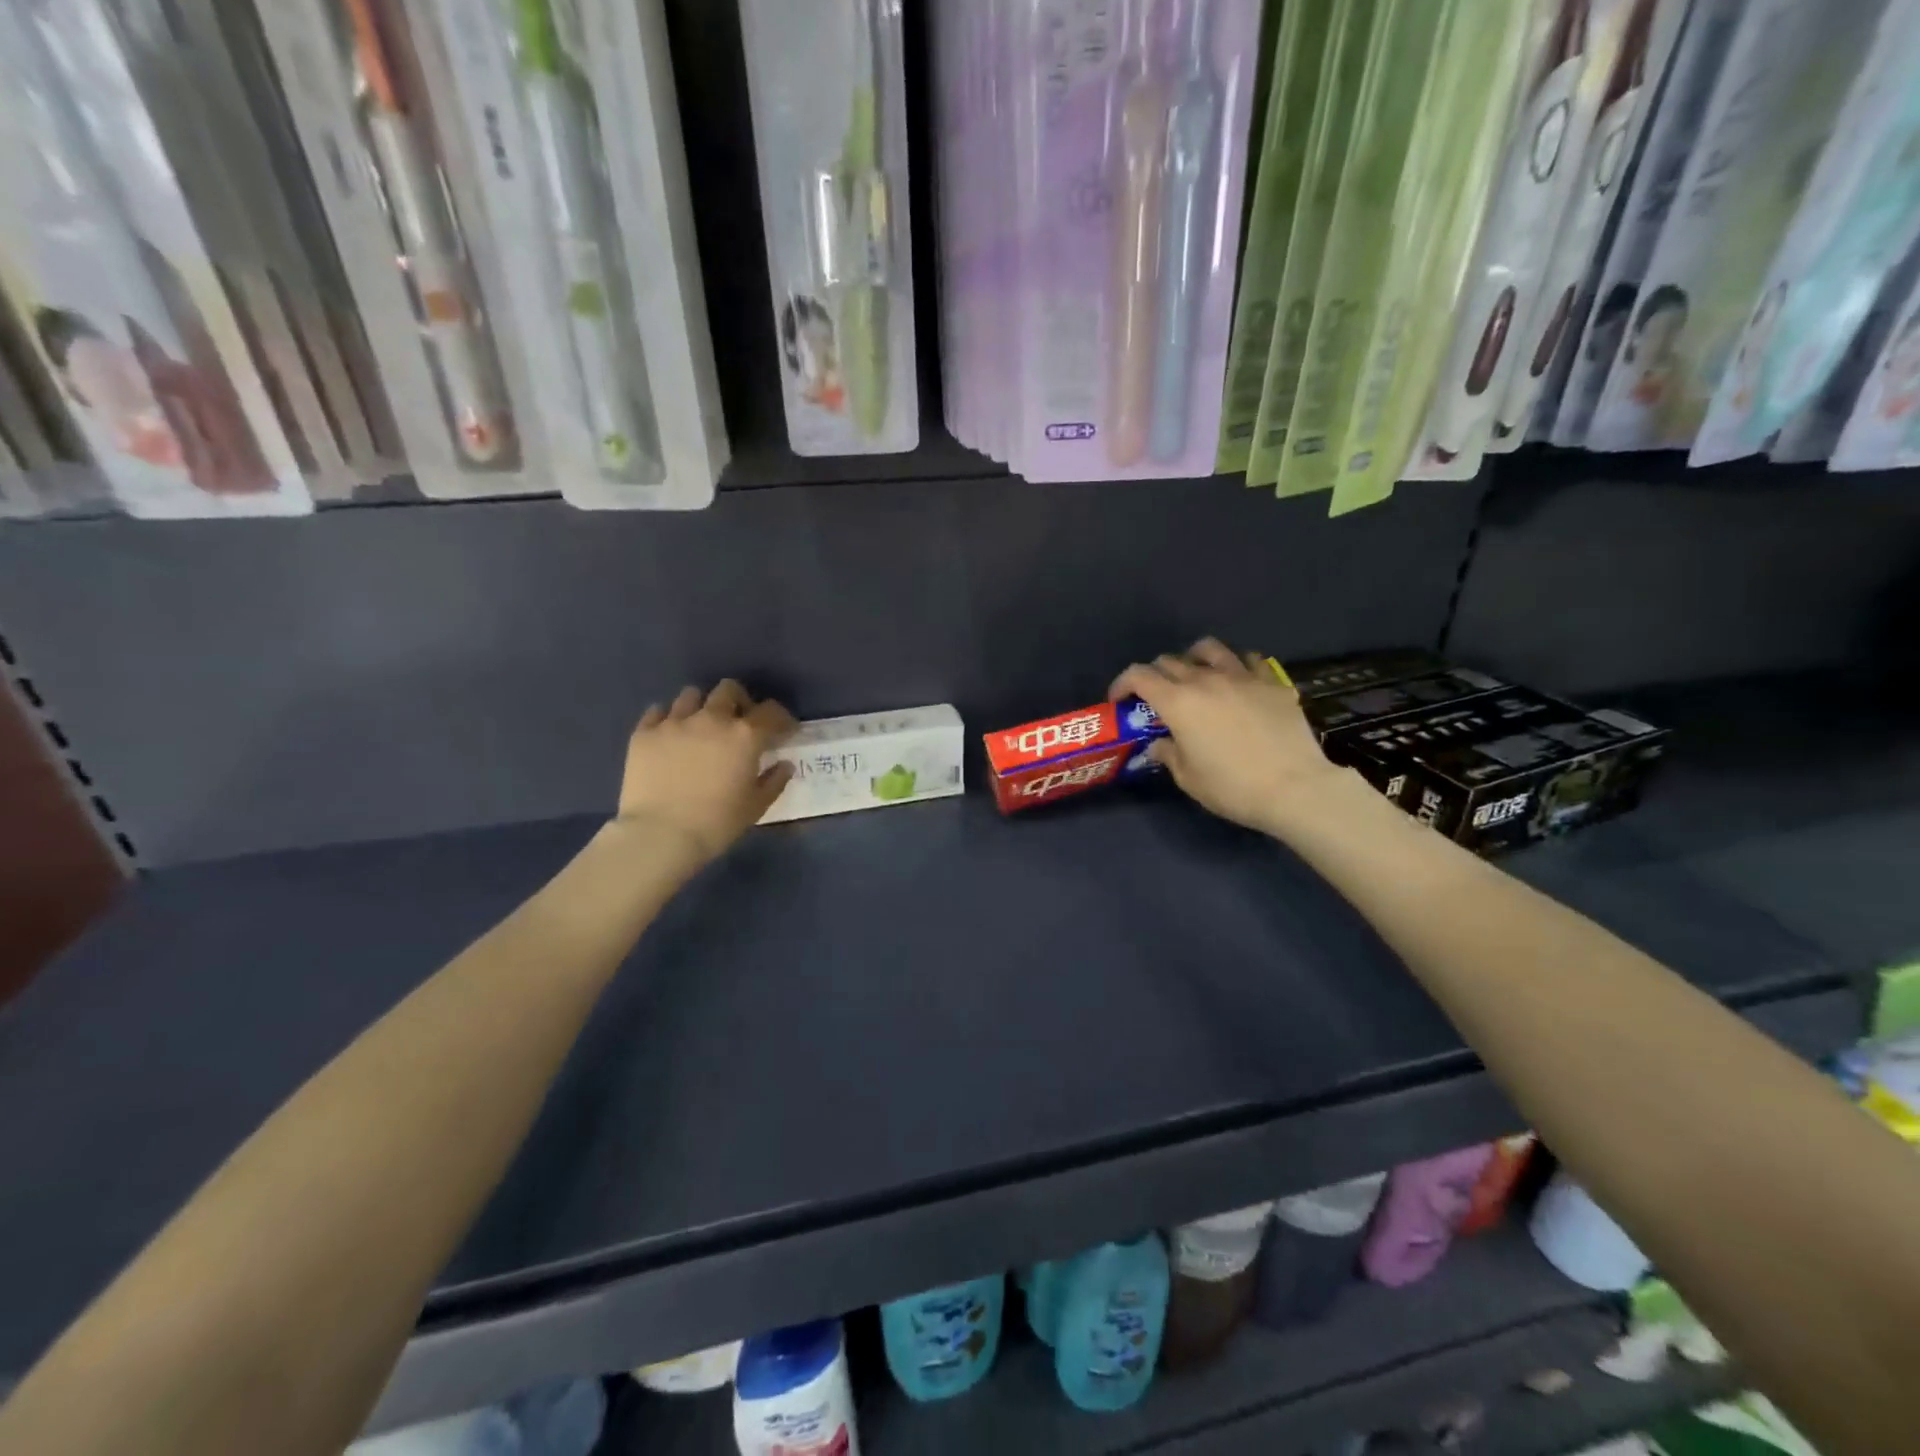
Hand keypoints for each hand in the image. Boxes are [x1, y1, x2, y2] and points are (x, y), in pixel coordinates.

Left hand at [615, 680, 797, 865]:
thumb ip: (774, 781)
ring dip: (701, 707)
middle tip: (738, 722)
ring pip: (691, 695)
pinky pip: (657, 712)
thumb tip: (783, 765)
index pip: (771, 712)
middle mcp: (712, 718)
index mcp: (745, 735)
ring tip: (700, 727)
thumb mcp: (756, 806)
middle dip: (739, 701)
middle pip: (729, 689)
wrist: (660, 835)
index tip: (783, 731)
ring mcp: (675, 722)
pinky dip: (667, 719)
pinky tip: (670, 736)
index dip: (782, 719)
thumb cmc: (716, 823)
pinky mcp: (644, 733)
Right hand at [1110, 638, 1343, 836]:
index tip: (1120, 700)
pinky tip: (1238, 681)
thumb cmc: (1232, 788)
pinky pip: (1249, 660)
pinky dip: (1237, 666)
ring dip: (1194, 658)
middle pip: (1170, 661)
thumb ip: (1169, 754)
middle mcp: (1206, 680)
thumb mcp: (1189, 778)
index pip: (1138, 676)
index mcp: (1178, 702)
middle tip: (1157, 697)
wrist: (1295, 788)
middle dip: (1155, 675)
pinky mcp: (1273, 683)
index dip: (1123, 683)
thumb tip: (1160, 744)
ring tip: (1196, 674)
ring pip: (1209, 649)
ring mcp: (1242, 677)